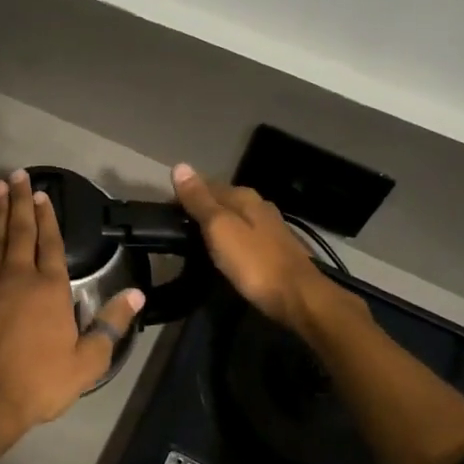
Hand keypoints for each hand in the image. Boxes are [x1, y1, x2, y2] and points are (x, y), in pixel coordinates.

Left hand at [0, 169, 143, 451]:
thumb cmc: (36, 383)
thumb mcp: (86, 363)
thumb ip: (110, 326)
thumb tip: (137, 295)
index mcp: (49, 288)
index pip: (51, 243)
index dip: (48, 218)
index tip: (44, 195)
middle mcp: (16, 274)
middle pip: (19, 229)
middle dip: (19, 200)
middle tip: (17, 174)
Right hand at [172, 162, 351, 333]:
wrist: (298, 298)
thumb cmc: (254, 263)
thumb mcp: (219, 228)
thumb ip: (199, 200)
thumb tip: (180, 166)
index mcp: (244, 197)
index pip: (206, 185)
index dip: (185, 195)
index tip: (166, 212)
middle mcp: (259, 206)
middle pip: (222, 201)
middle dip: (200, 209)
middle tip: (177, 228)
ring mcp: (270, 228)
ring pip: (234, 218)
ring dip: (216, 225)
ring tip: (195, 240)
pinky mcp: (275, 249)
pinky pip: (244, 236)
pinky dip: (230, 239)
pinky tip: (223, 252)